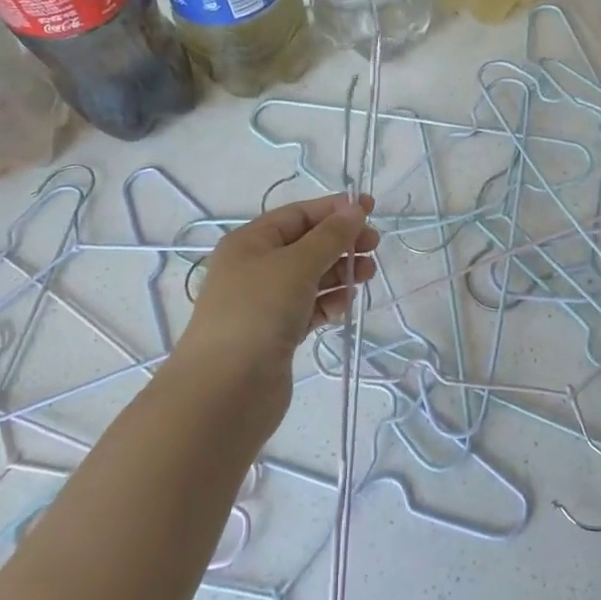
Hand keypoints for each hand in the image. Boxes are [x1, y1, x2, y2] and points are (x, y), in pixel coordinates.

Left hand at [175, 194, 379, 386]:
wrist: (226, 389)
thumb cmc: (258, 312)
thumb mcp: (297, 264)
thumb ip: (330, 236)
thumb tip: (355, 210)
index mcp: (250, 242)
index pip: (297, 215)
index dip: (334, 210)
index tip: (370, 210)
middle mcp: (255, 268)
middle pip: (306, 245)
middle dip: (341, 243)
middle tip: (374, 247)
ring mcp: (265, 303)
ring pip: (311, 278)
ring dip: (340, 273)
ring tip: (366, 277)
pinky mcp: (276, 333)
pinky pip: (309, 308)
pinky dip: (328, 303)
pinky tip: (344, 307)